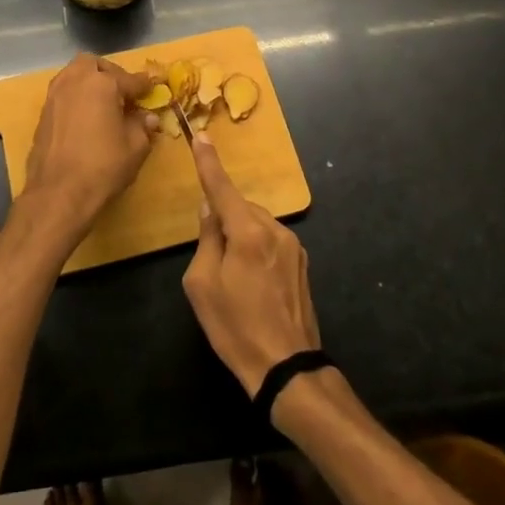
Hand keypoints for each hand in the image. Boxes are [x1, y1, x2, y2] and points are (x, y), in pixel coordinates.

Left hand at [18, 53, 153, 246]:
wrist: (58, 192)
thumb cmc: (103, 166)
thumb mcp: (135, 147)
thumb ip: (142, 126)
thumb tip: (147, 118)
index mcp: (102, 83)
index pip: (130, 79)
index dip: (145, 85)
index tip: (153, 88)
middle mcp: (75, 81)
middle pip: (94, 64)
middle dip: (110, 73)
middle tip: (122, 93)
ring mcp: (55, 95)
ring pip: (73, 74)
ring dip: (89, 82)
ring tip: (103, 103)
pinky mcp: (43, 113)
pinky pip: (63, 93)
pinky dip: (76, 97)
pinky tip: (85, 117)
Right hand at [181, 134, 321, 396]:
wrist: (286, 368)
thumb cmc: (235, 327)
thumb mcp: (202, 284)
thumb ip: (206, 239)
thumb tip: (210, 210)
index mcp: (248, 232)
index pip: (222, 188)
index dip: (208, 162)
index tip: (201, 136)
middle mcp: (275, 230)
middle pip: (240, 209)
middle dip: (224, 221)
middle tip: (212, 261)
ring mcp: (293, 246)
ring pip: (256, 225)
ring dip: (241, 237)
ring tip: (234, 280)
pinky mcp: (302, 263)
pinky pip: (270, 241)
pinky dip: (256, 250)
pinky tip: (253, 284)